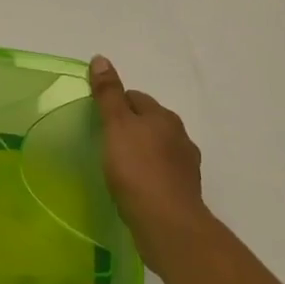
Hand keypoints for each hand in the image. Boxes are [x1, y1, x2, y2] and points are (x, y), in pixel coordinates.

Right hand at [90, 55, 207, 263]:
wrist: (168, 225)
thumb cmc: (137, 169)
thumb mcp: (116, 125)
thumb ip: (108, 94)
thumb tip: (101, 58)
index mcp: (163, 116)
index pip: (135, 97)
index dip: (115, 104)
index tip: (98, 120)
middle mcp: (180, 136)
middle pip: (148, 122)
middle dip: (130, 128)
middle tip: (105, 143)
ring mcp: (186, 166)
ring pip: (157, 149)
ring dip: (141, 152)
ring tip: (118, 167)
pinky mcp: (185, 192)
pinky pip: (162, 174)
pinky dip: (149, 175)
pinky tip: (134, 187)